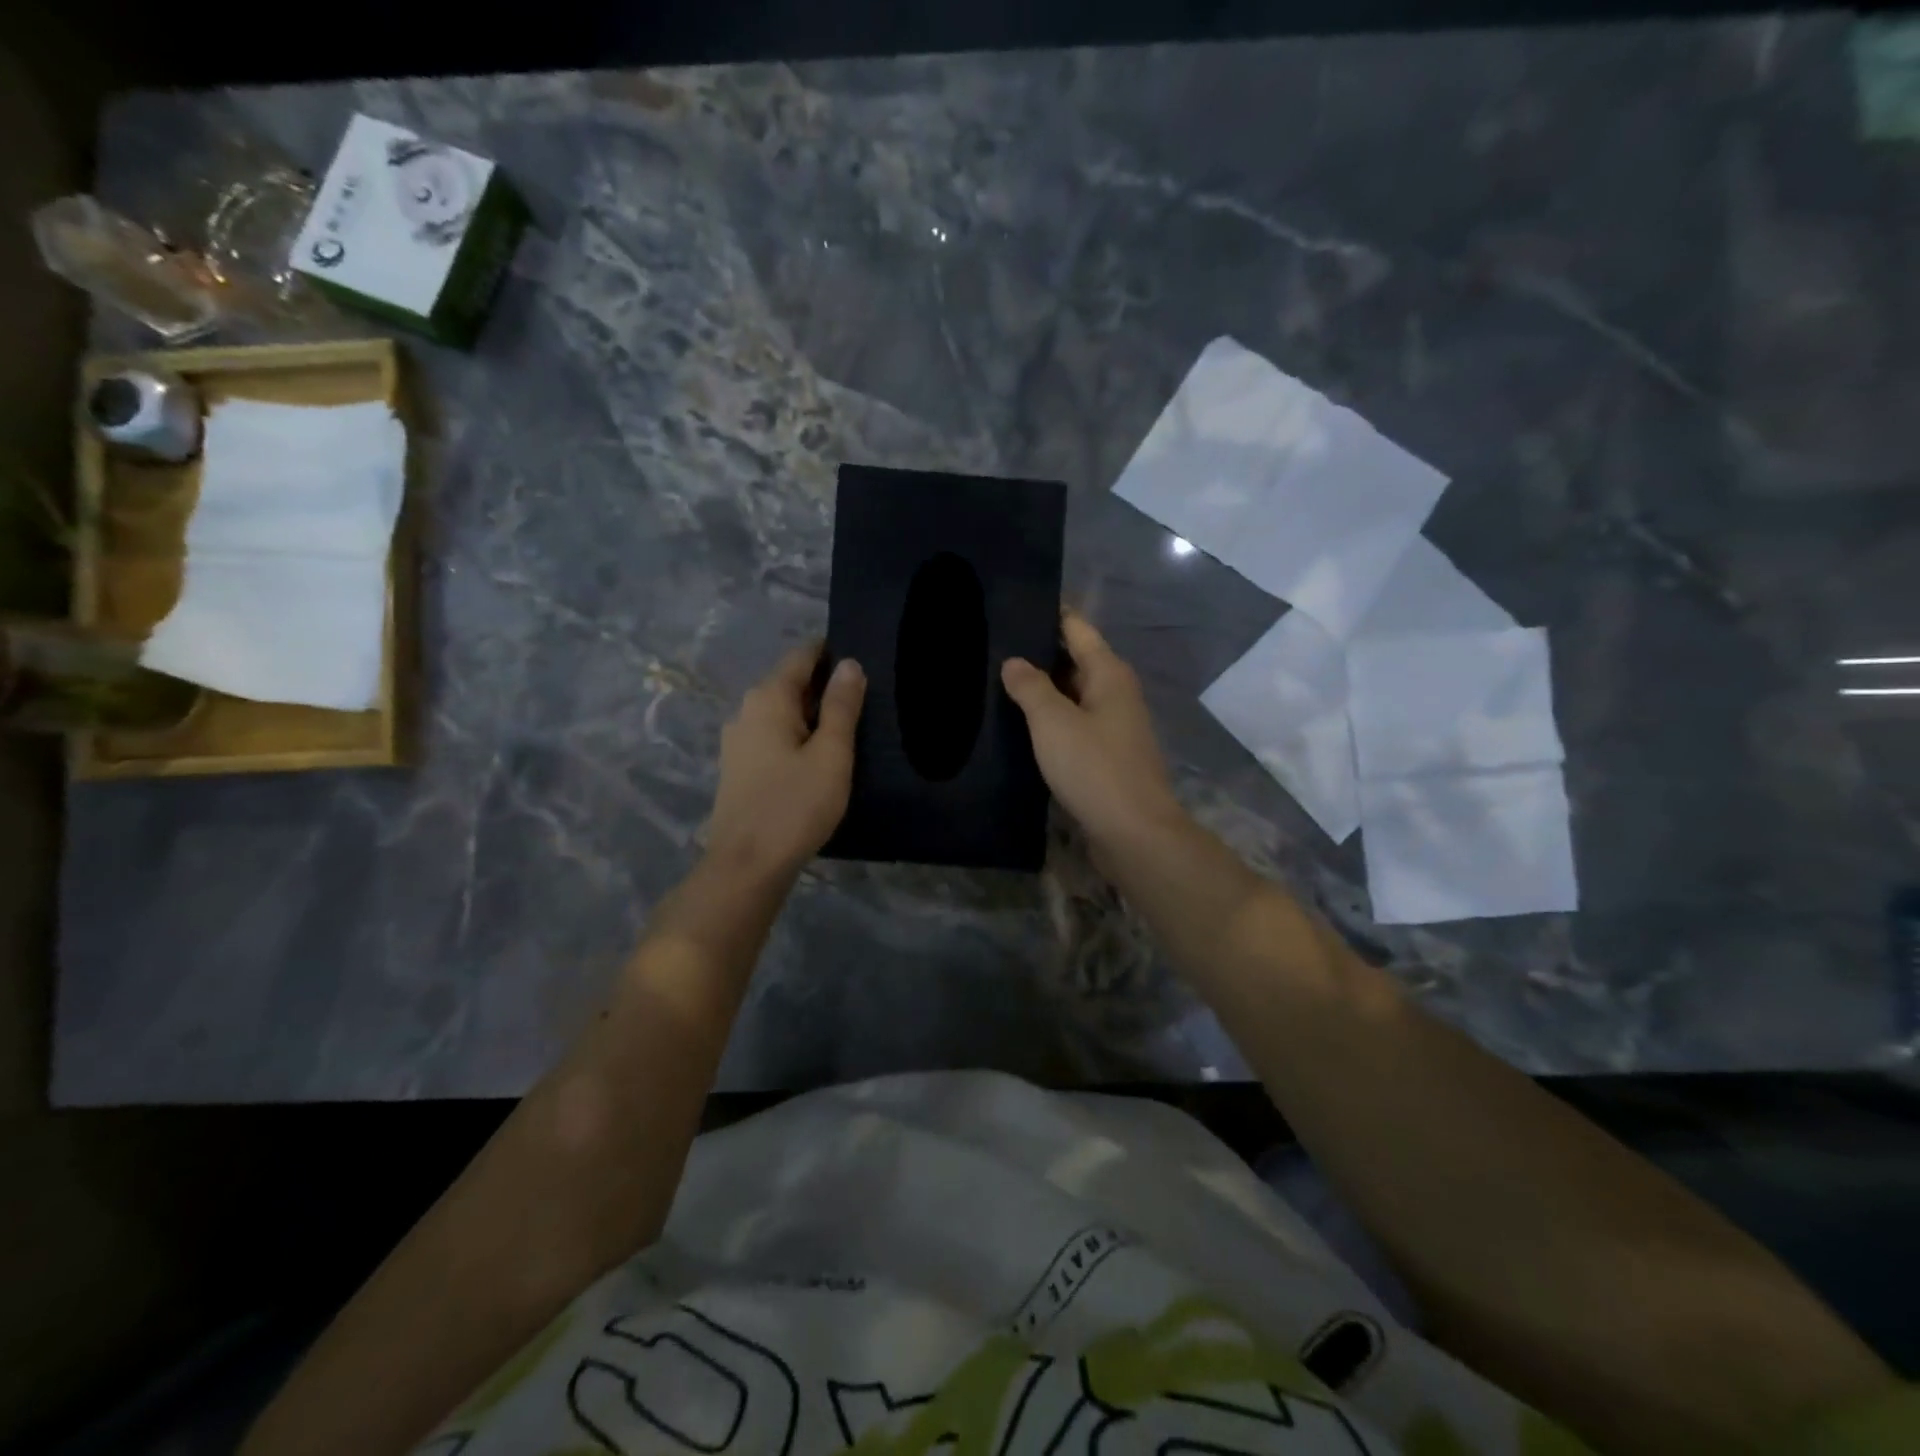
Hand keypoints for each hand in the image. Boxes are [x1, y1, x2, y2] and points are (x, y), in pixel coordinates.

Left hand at [706, 643, 865, 875]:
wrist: (747, 865)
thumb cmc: (795, 805)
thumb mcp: (831, 754)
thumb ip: (841, 706)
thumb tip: (849, 663)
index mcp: (768, 698)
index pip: (802, 656)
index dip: (831, 653)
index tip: (863, 662)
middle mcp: (746, 710)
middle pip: (790, 683)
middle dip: (824, 686)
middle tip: (865, 701)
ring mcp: (737, 740)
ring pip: (781, 713)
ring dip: (811, 715)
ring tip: (847, 730)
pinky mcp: (738, 767)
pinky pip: (773, 736)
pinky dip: (796, 737)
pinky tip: (817, 757)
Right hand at [1001, 610, 1180, 848]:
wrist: (1134, 832)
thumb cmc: (1094, 768)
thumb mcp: (1053, 722)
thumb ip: (1031, 687)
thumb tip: (1014, 661)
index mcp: (1108, 673)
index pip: (1076, 627)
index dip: (1047, 613)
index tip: (1011, 604)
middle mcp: (1115, 692)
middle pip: (1075, 659)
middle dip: (1038, 652)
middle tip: (992, 646)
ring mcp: (1113, 725)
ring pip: (1073, 694)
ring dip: (1042, 689)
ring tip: (997, 681)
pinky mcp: (1107, 754)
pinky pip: (1074, 723)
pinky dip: (1050, 719)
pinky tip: (1021, 724)